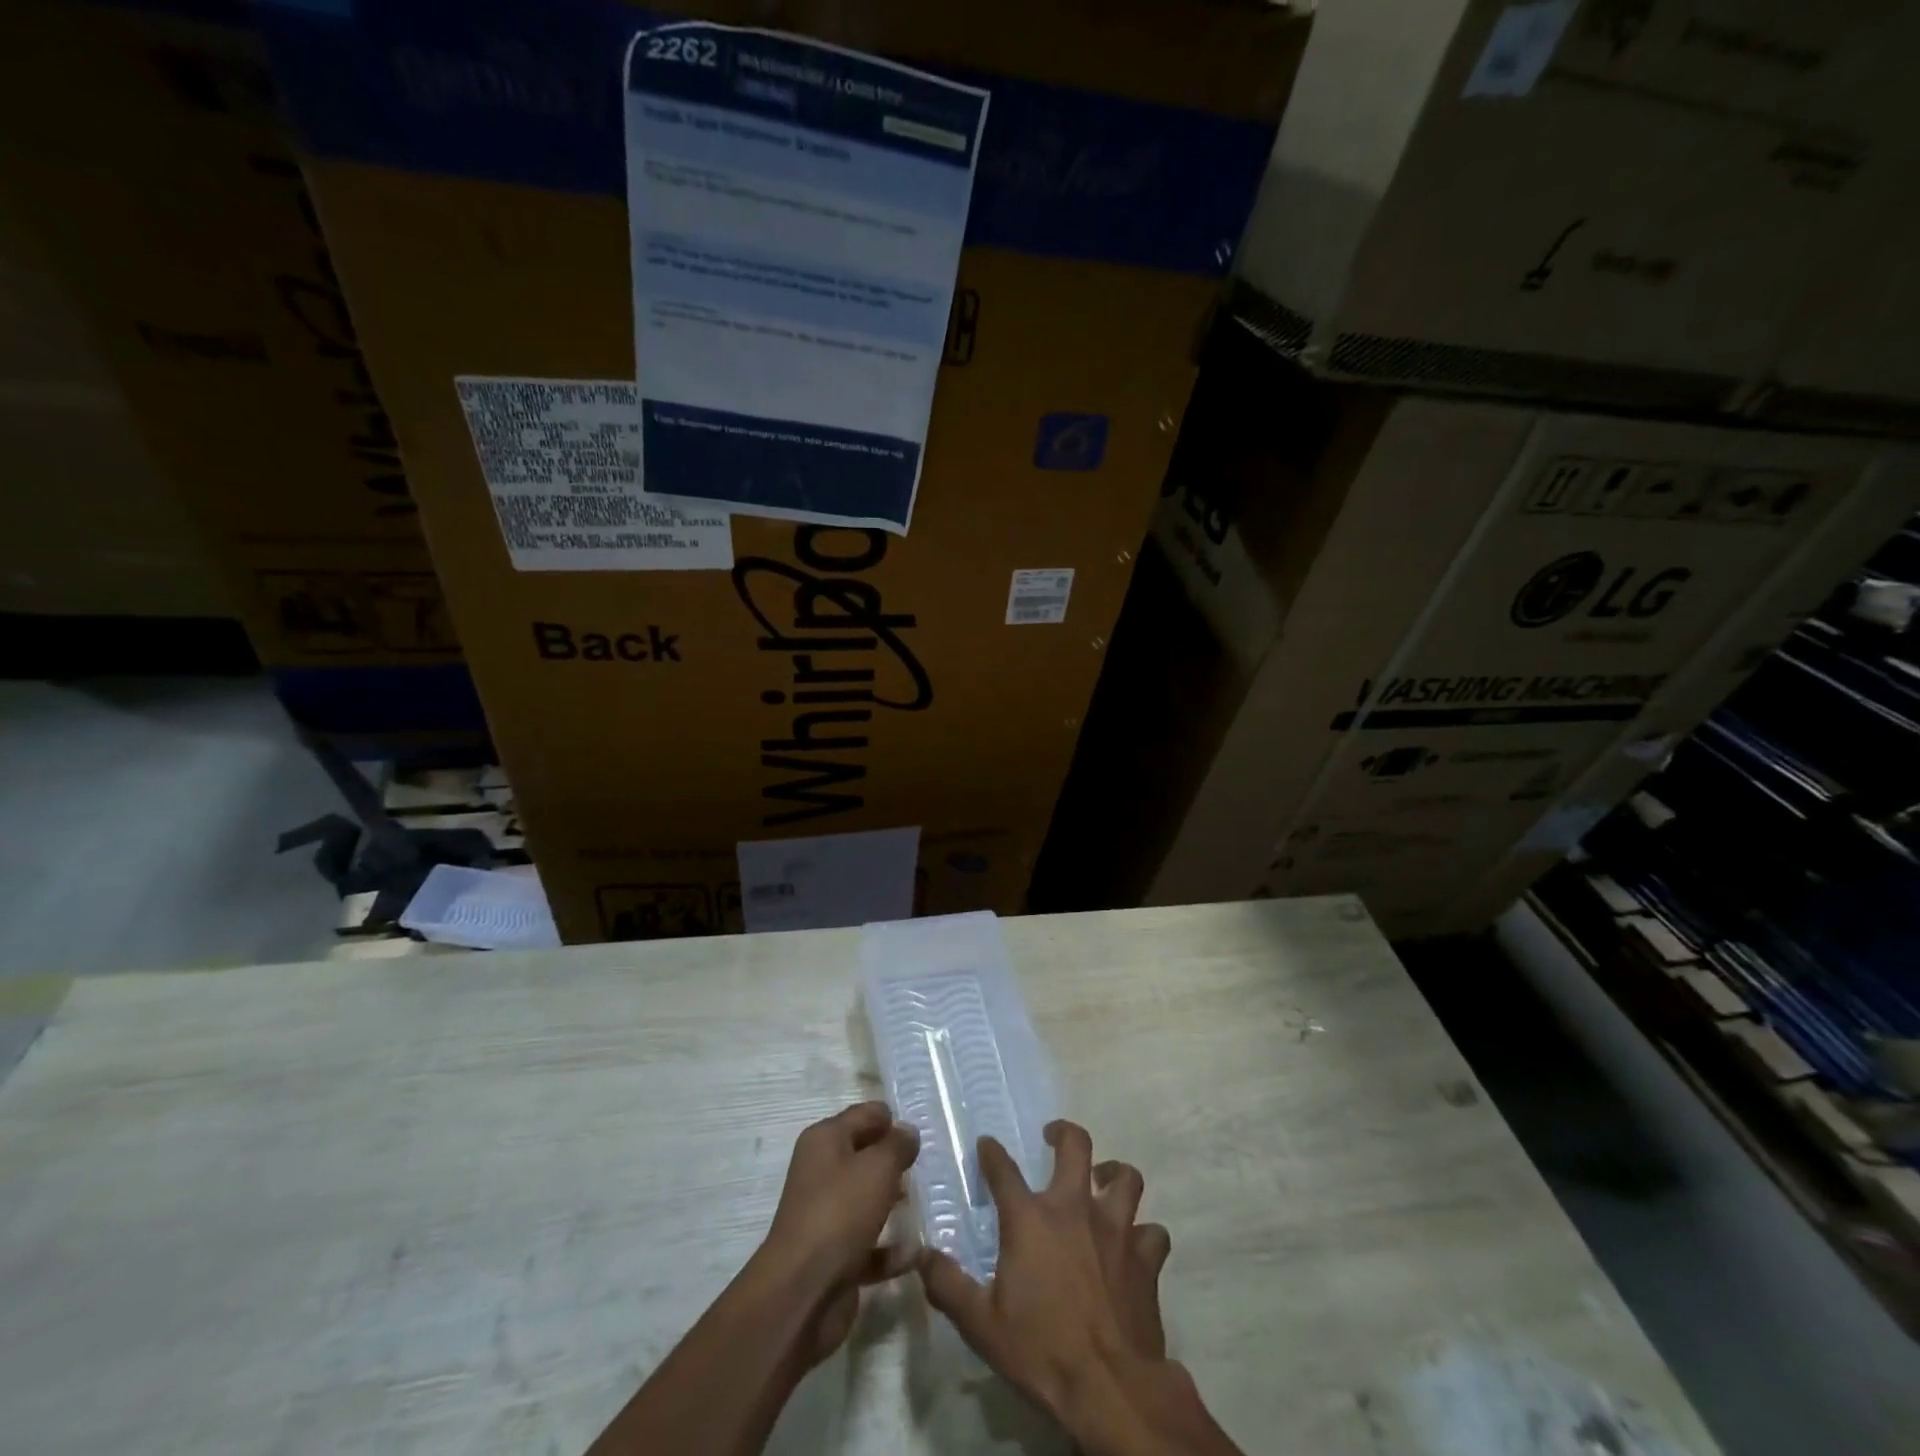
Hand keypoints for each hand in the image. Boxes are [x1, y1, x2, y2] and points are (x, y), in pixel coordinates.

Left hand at [753, 1101, 919, 1366]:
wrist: (803, 1291)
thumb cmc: (841, 1212)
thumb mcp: (878, 1167)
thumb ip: (898, 1145)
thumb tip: (907, 1131)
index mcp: (825, 1140)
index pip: (863, 1115)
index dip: (891, 1119)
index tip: (920, 1132)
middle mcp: (821, 1172)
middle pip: (864, 1156)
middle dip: (894, 1160)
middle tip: (927, 1165)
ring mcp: (826, 1215)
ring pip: (866, 1199)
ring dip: (893, 1202)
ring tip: (926, 1203)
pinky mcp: (834, 1256)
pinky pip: (868, 1244)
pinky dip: (889, 1249)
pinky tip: (914, 1253)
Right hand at [919, 1122, 1236, 1455]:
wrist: (1110, 1388)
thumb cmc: (1041, 1351)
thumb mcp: (981, 1324)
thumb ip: (949, 1286)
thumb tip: (922, 1256)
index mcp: (1030, 1219)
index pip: (1003, 1169)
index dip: (992, 1152)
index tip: (987, 1145)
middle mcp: (1074, 1208)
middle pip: (1075, 1145)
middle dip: (1063, 1133)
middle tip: (1053, 1138)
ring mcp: (1115, 1229)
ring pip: (1126, 1178)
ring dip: (1114, 1174)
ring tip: (1103, 1181)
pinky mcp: (1145, 1258)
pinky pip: (1152, 1232)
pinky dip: (1143, 1234)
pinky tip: (1134, 1245)